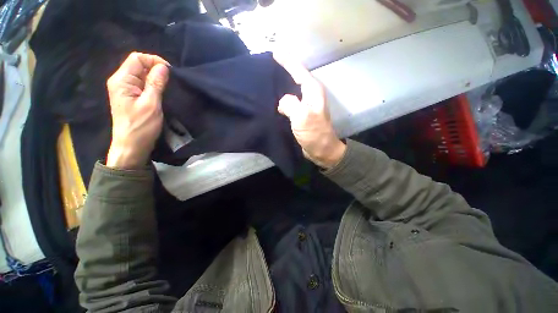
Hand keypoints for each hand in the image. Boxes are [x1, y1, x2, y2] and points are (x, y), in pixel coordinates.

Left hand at [106, 52, 169, 168]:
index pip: (137, 58)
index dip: (154, 60)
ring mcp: (125, 90)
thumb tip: (163, 67)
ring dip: (155, 78)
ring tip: (168, 88)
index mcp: (122, 80)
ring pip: (142, 75)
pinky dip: (153, 86)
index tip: (170, 71)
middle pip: (138, 65)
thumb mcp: (151, 104)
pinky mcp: (131, 97)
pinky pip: (143, 85)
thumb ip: (156, 84)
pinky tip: (161, 93)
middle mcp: (121, 81)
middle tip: (170, 82)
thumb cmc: (141, 126)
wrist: (131, 146)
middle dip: (156, 69)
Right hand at [274, 53, 345, 168]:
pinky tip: (274, 99)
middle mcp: (311, 95)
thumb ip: (291, 104)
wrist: (321, 149)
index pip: (299, 71)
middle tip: (269, 64)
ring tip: (269, 79)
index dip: (287, 61)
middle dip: (284, 70)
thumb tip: (283, 101)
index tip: (275, 52)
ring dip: (283, 84)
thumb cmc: (314, 133)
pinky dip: (283, 98)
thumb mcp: (302, 117)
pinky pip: (291, 101)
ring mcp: (306, 105)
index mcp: (313, 91)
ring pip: (293, 89)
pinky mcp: (302, 114)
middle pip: (296, 77)